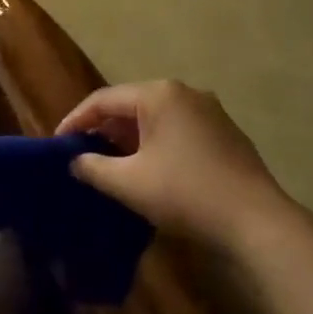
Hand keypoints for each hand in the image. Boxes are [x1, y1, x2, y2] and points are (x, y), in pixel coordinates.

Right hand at [57, 80, 289, 253]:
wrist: (256, 221)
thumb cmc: (185, 193)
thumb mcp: (129, 183)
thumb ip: (94, 167)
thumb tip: (75, 161)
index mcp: (158, 94)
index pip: (103, 99)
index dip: (75, 120)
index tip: (56, 143)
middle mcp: (184, 92)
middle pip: (130, 105)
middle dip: (103, 129)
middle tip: (81, 154)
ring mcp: (209, 111)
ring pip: (155, 118)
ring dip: (129, 139)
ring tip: (109, 163)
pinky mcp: (224, 132)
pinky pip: (177, 130)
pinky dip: (155, 144)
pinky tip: (148, 169)